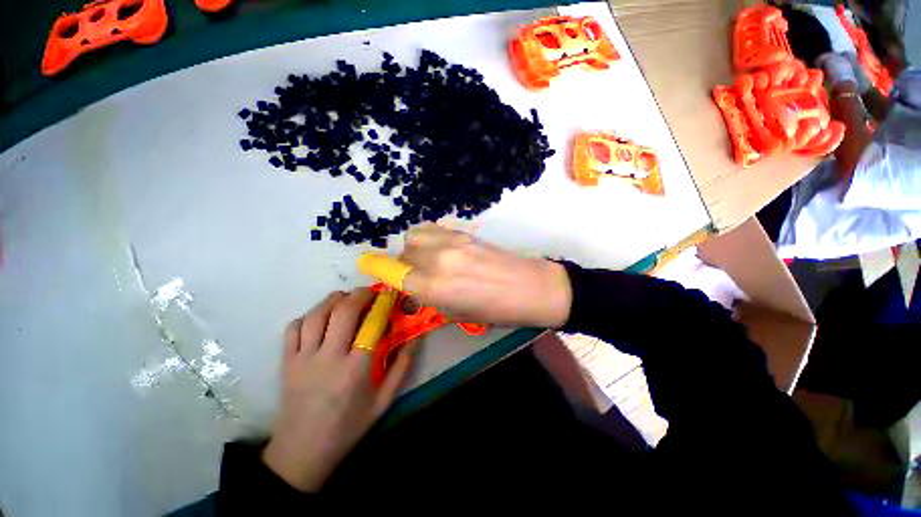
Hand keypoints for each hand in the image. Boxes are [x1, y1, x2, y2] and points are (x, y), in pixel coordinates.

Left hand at [262, 289, 413, 491]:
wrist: (302, 453)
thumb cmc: (349, 426)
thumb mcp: (384, 400)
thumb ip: (402, 366)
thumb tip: (416, 337)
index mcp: (356, 368)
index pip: (372, 324)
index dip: (382, 304)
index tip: (389, 295)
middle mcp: (328, 358)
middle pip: (343, 312)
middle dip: (359, 294)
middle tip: (370, 291)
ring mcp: (303, 358)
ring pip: (317, 315)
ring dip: (333, 299)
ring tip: (346, 298)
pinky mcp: (286, 362)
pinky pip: (293, 328)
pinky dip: (308, 316)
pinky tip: (320, 317)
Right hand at [398, 223, 571, 327]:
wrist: (530, 287)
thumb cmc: (497, 310)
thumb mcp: (458, 314)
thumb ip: (432, 299)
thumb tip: (417, 289)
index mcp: (434, 287)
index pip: (393, 274)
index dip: (384, 273)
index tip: (384, 275)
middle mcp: (436, 260)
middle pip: (403, 253)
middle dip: (404, 265)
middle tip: (416, 274)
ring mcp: (450, 242)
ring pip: (414, 236)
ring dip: (414, 248)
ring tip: (426, 258)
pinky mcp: (463, 232)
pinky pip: (433, 229)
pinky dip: (428, 237)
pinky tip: (440, 248)